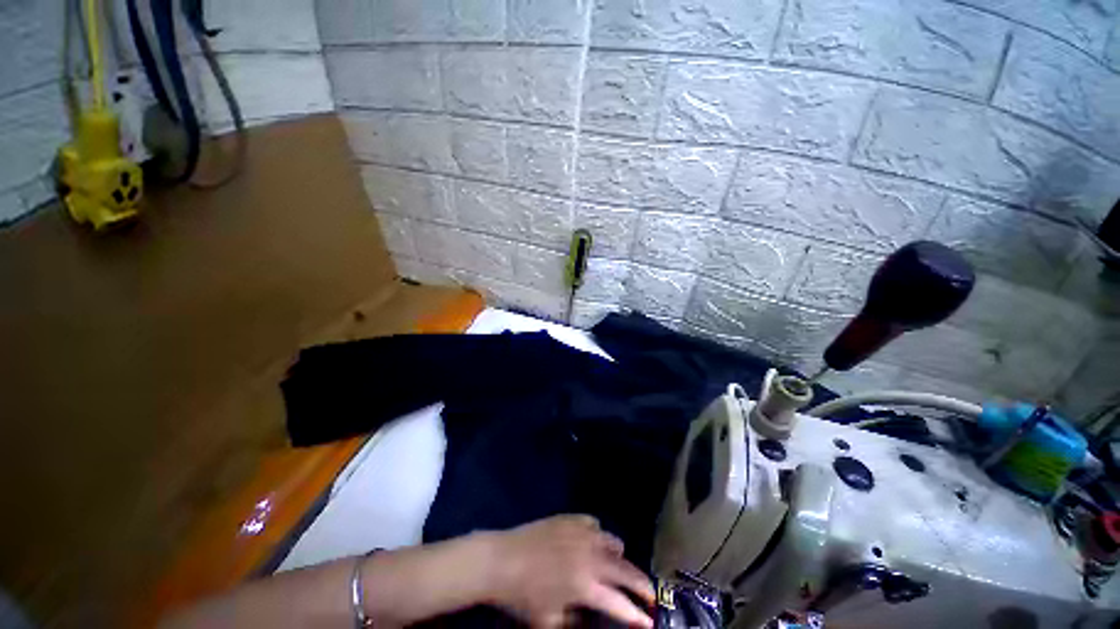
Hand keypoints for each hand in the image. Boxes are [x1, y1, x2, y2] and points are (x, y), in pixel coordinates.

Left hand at [485, 515, 654, 628]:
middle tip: (650, 594)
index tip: (650, 622)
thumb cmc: (523, 596)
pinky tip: (593, 542)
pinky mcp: (571, 518)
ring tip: (621, 566)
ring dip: (621, 557)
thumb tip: (592, 618)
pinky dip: (599, 535)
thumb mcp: (549, 621)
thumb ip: (576, 622)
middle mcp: (589, 556)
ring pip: (613, 541)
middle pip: (625, 569)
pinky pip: (594, 524)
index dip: (637, 615)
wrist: (502, 559)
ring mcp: (581, 532)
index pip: (619, 604)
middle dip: (642, 584)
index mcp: (585, 585)